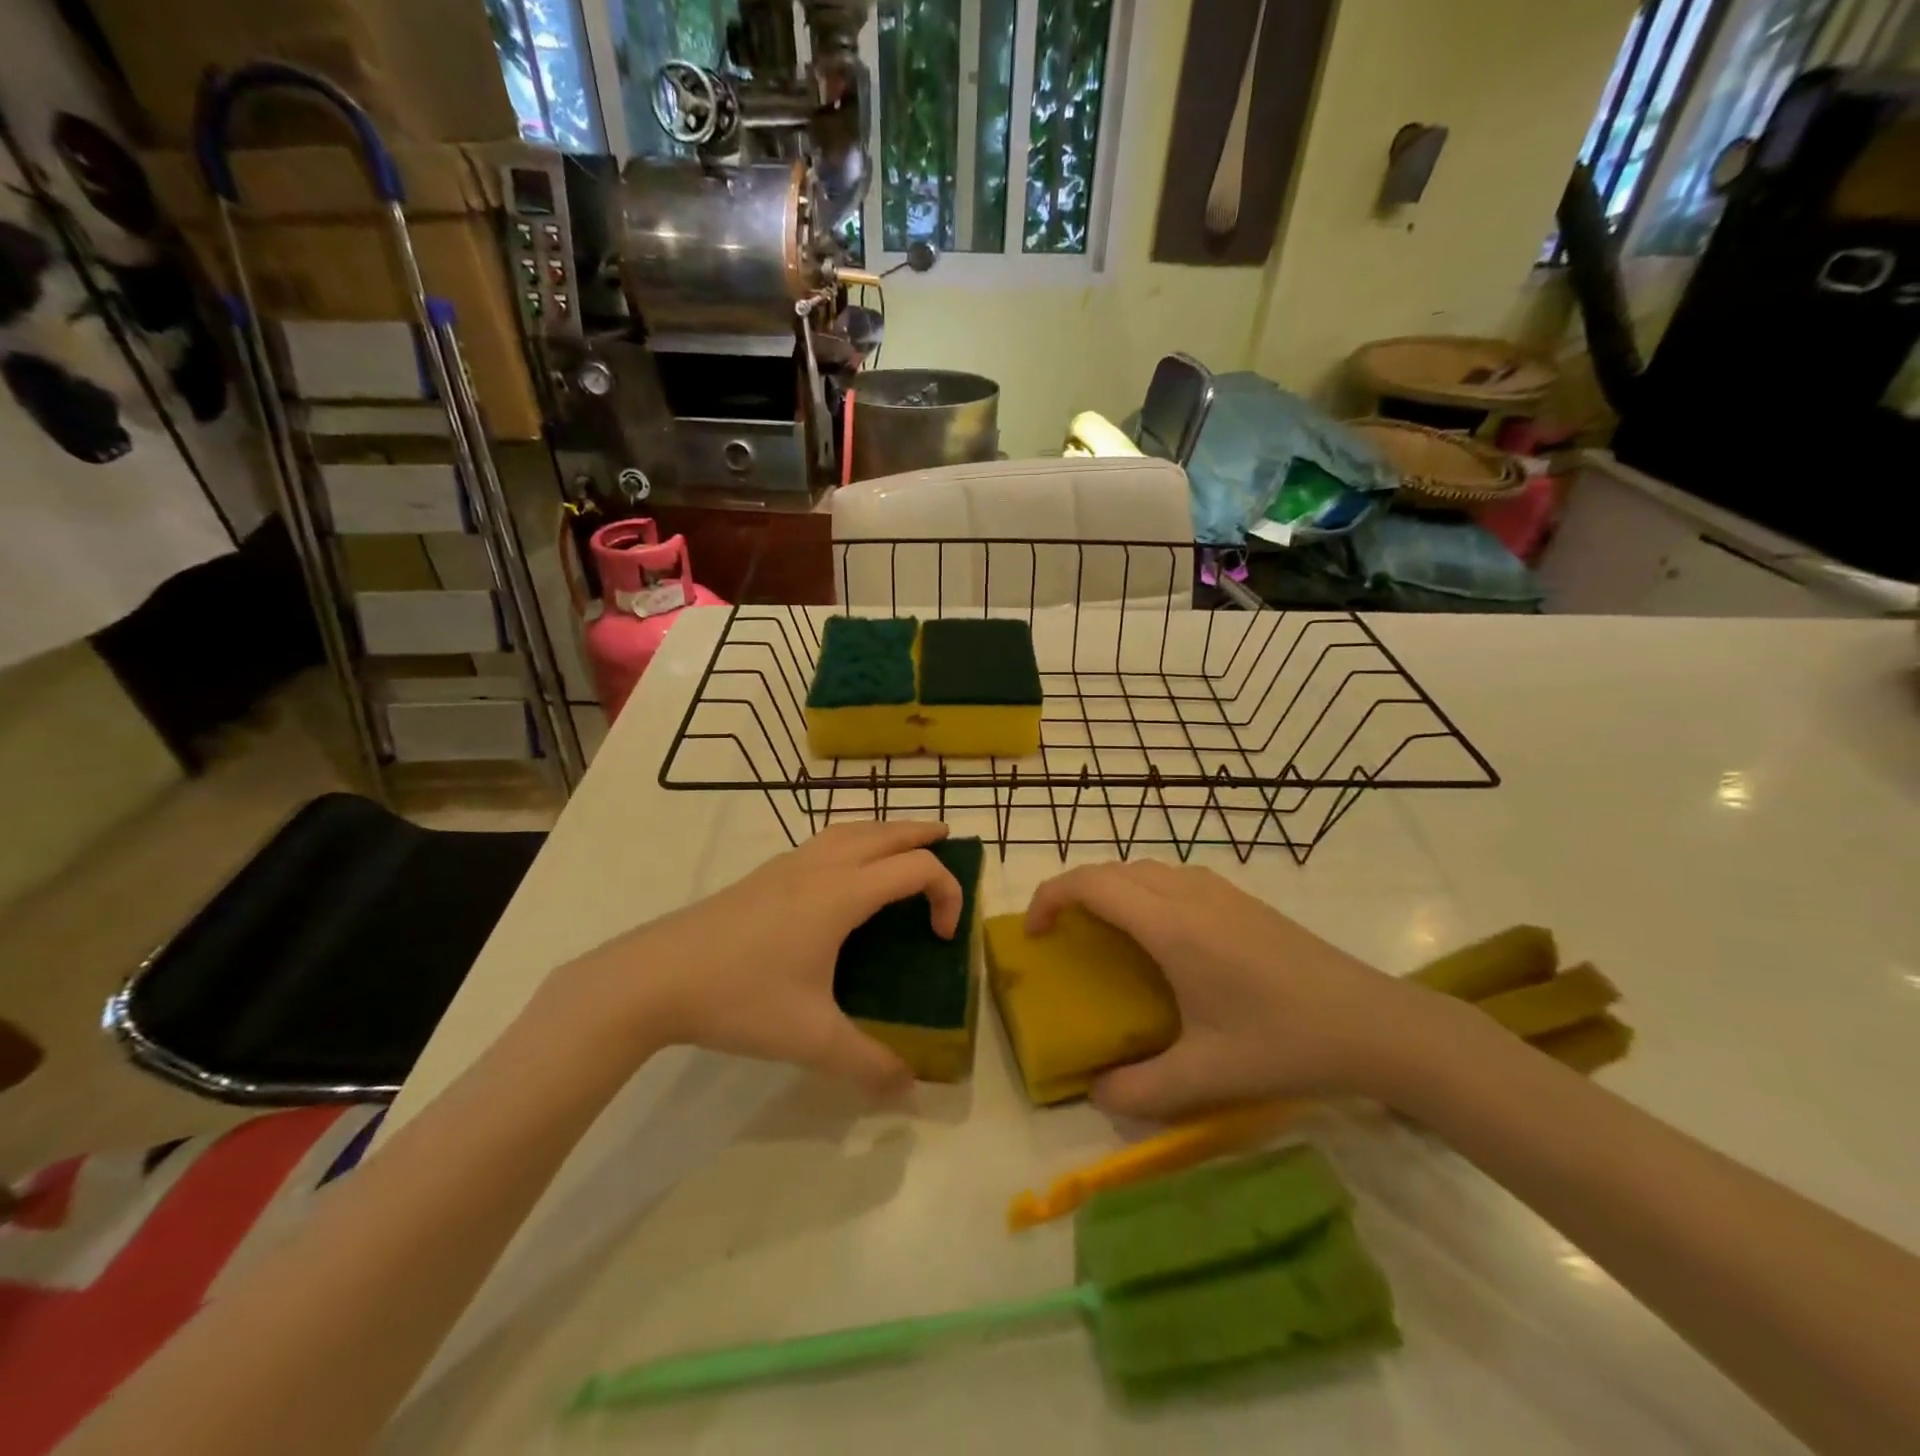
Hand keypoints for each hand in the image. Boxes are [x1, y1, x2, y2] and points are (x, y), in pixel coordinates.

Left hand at [561, 822, 962, 1092]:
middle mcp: (821, 866)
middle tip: (948, 838)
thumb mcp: (809, 1038)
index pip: (916, 868)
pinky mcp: (763, 874)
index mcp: (842, 893)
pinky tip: (840, 871)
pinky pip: (823, 841)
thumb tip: (909, 1089)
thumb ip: (865, 1063)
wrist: (654, 976)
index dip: (947, 892)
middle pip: (886, 832)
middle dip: (922, 833)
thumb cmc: (739, 998)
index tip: (942, 937)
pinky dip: (851, 840)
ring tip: (901, 845)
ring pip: (850, 829)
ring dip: (884, 830)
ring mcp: (788, 865)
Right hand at [1026, 861, 1451, 1118]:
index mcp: (1170, 925)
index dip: (1050, 897)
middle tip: (1060, 935)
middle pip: (1112, 869)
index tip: (1034, 934)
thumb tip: (1095, 1092)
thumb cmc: (1285, 1043)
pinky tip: (1159, 935)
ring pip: (1143, 869)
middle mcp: (1188, 894)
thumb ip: (1140, 1090)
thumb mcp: (1206, 1077)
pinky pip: (1171, 877)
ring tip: (1102, 931)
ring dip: (1110, 888)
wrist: (1375, 1023)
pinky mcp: (1241, 899)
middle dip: (1074, 892)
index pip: (1091, 884)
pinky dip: (1142, 890)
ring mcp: (1219, 891)